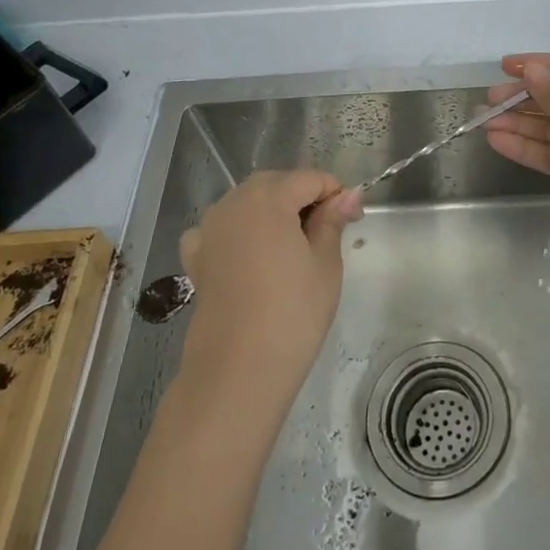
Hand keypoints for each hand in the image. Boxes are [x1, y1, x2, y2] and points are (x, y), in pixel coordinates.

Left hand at [178, 171, 362, 407]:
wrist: (238, 371)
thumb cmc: (293, 313)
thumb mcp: (326, 263)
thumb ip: (332, 221)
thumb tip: (347, 195)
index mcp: (269, 197)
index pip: (310, 178)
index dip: (336, 193)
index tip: (353, 220)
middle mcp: (234, 203)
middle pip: (276, 184)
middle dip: (303, 198)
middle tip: (328, 232)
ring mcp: (209, 230)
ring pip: (247, 203)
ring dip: (272, 212)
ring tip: (293, 246)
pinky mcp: (196, 258)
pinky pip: (219, 229)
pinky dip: (237, 231)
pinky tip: (249, 253)